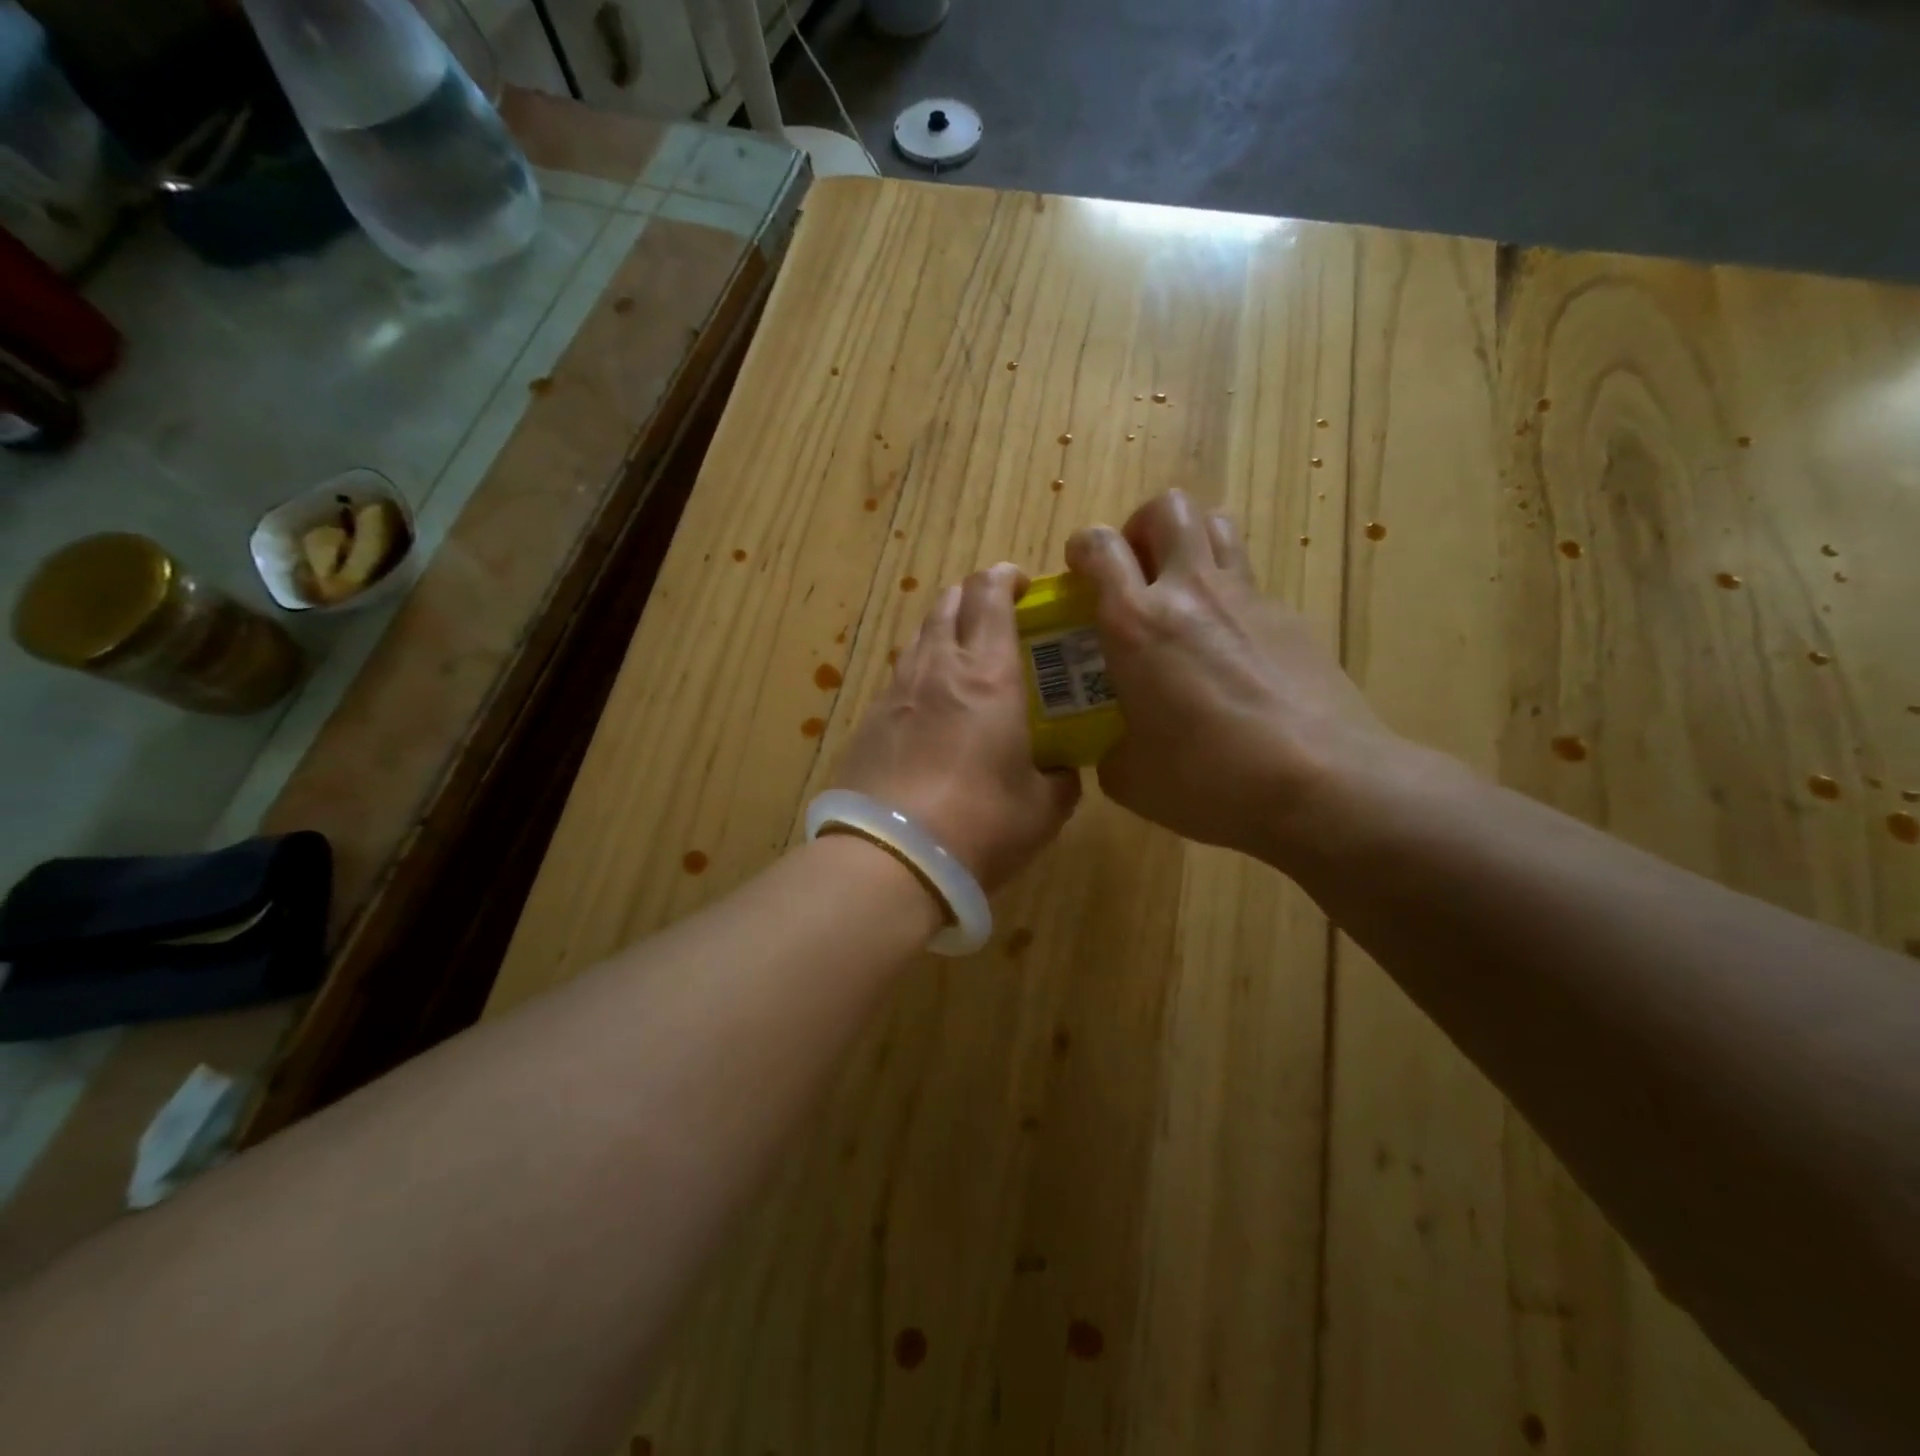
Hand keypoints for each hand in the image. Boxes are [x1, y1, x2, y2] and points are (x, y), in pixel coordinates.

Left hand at [833, 563, 1080, 890]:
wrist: (890, 858)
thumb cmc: (979, 825)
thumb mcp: (1041, 809)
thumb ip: (1059, 780)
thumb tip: (1062, 772)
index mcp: (987, 677)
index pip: (989, 597)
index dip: (1005, 578)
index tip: (1021, 582)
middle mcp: (937, 669)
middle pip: (947, 604)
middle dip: (972, 595)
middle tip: (995, 614)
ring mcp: (896, 693)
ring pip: (919, 638)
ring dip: (942, 631)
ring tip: (962, 656)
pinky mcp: (869, 722)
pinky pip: (899, 679)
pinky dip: (920, 675)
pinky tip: (930, 707)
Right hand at [1065, 491, 1408, 863]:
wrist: (1323, 782)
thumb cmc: (1211, 779)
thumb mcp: (1132, 779)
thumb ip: (1111, 750)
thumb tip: (1117, 748)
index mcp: (1136, 624)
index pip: (1099, 546)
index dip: (1083, 550)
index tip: (1080, 576)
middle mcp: (1191, 591)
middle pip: (1168, 508)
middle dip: (1142, 527)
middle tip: (1136, 573)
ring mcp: (1248, 598)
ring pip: (1217, 525)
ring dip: (1191, 544)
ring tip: (1182, 594)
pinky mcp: (1291, 618)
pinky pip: (1250, 583)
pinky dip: (1229, 599)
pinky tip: (1232, 653)